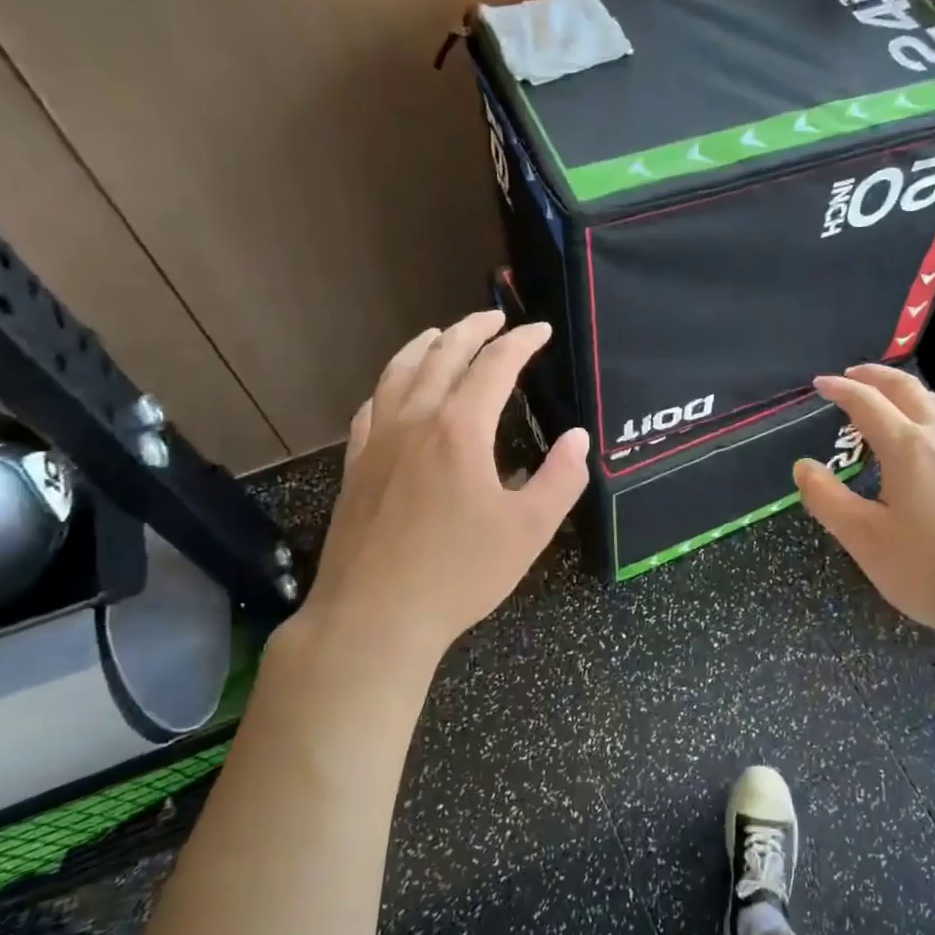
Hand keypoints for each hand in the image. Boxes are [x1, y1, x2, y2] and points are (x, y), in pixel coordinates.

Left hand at [285, 310, 588, 671]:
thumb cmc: (459, 574)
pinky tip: (396, 390)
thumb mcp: (529, 530)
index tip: (539, 330)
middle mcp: (415, 421)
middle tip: (495, 318)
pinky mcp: (357, 465)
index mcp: (460, 430)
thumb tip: (577, 437)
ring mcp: (379, 441)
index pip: (494, 366)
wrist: (374, 616)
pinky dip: (390, 384)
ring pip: (399, 372)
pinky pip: (372, 406)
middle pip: (442, 355)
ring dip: (425, 345)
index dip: (520, 342)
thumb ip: (561, 478)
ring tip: (442, 334)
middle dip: (472, 330)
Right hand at [793, 364, 934, 647]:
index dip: (840, 389)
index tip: (819, 384)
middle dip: (876, 376)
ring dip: (908, 391)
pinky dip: (934, 414)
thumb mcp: (863, 538)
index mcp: (908, 447)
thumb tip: (803, 466)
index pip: (867, 403)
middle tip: (851, 375)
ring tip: (890, 398)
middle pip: (908, 390)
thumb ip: (826, 498)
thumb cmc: (929, 569)